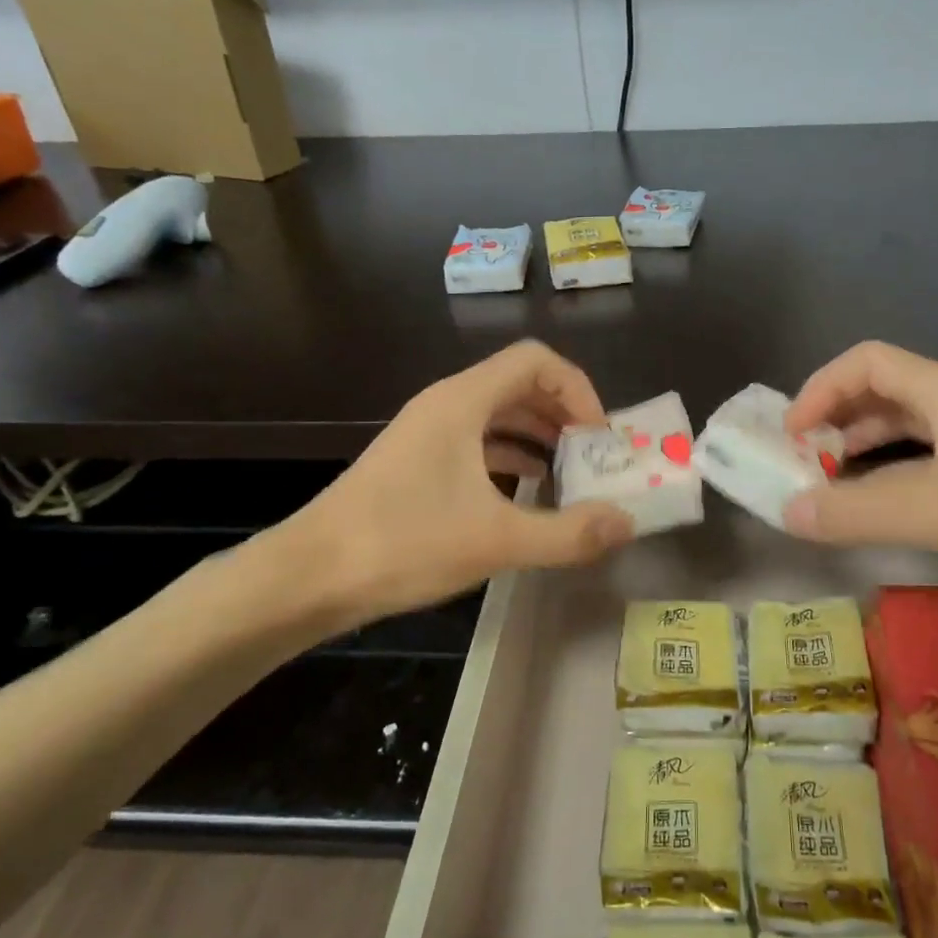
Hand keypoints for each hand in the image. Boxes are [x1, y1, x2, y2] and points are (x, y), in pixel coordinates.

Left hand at [257, 341, 634, 627]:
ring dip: (540, 437)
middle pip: (520, 385)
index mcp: (462, 403)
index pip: (536, 361)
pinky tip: (528, 494)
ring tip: (572, 476)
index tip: (598, 438)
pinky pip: (477, 443)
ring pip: (498, 415)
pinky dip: (511, 458)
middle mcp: (445, 405)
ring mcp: (427, 434)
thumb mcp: (496, 541)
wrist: (310, 576)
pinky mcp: (417, 463)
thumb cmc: (403, 544)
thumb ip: (568, 533)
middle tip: (594, 458)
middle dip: (564, 415)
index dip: (578, 390)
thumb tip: (627, 523)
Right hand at [782, 341, 937, 595]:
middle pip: (878, 390)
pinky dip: (883, 472)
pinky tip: (872, 504)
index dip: (821, 388)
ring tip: (824, 480)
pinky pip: (917, 459)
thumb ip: (856, 511)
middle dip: (832, 417)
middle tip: (799, 458)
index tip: (791, 434)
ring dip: (855, 445)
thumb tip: (786, 513)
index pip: (866, 362)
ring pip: (898, 425)